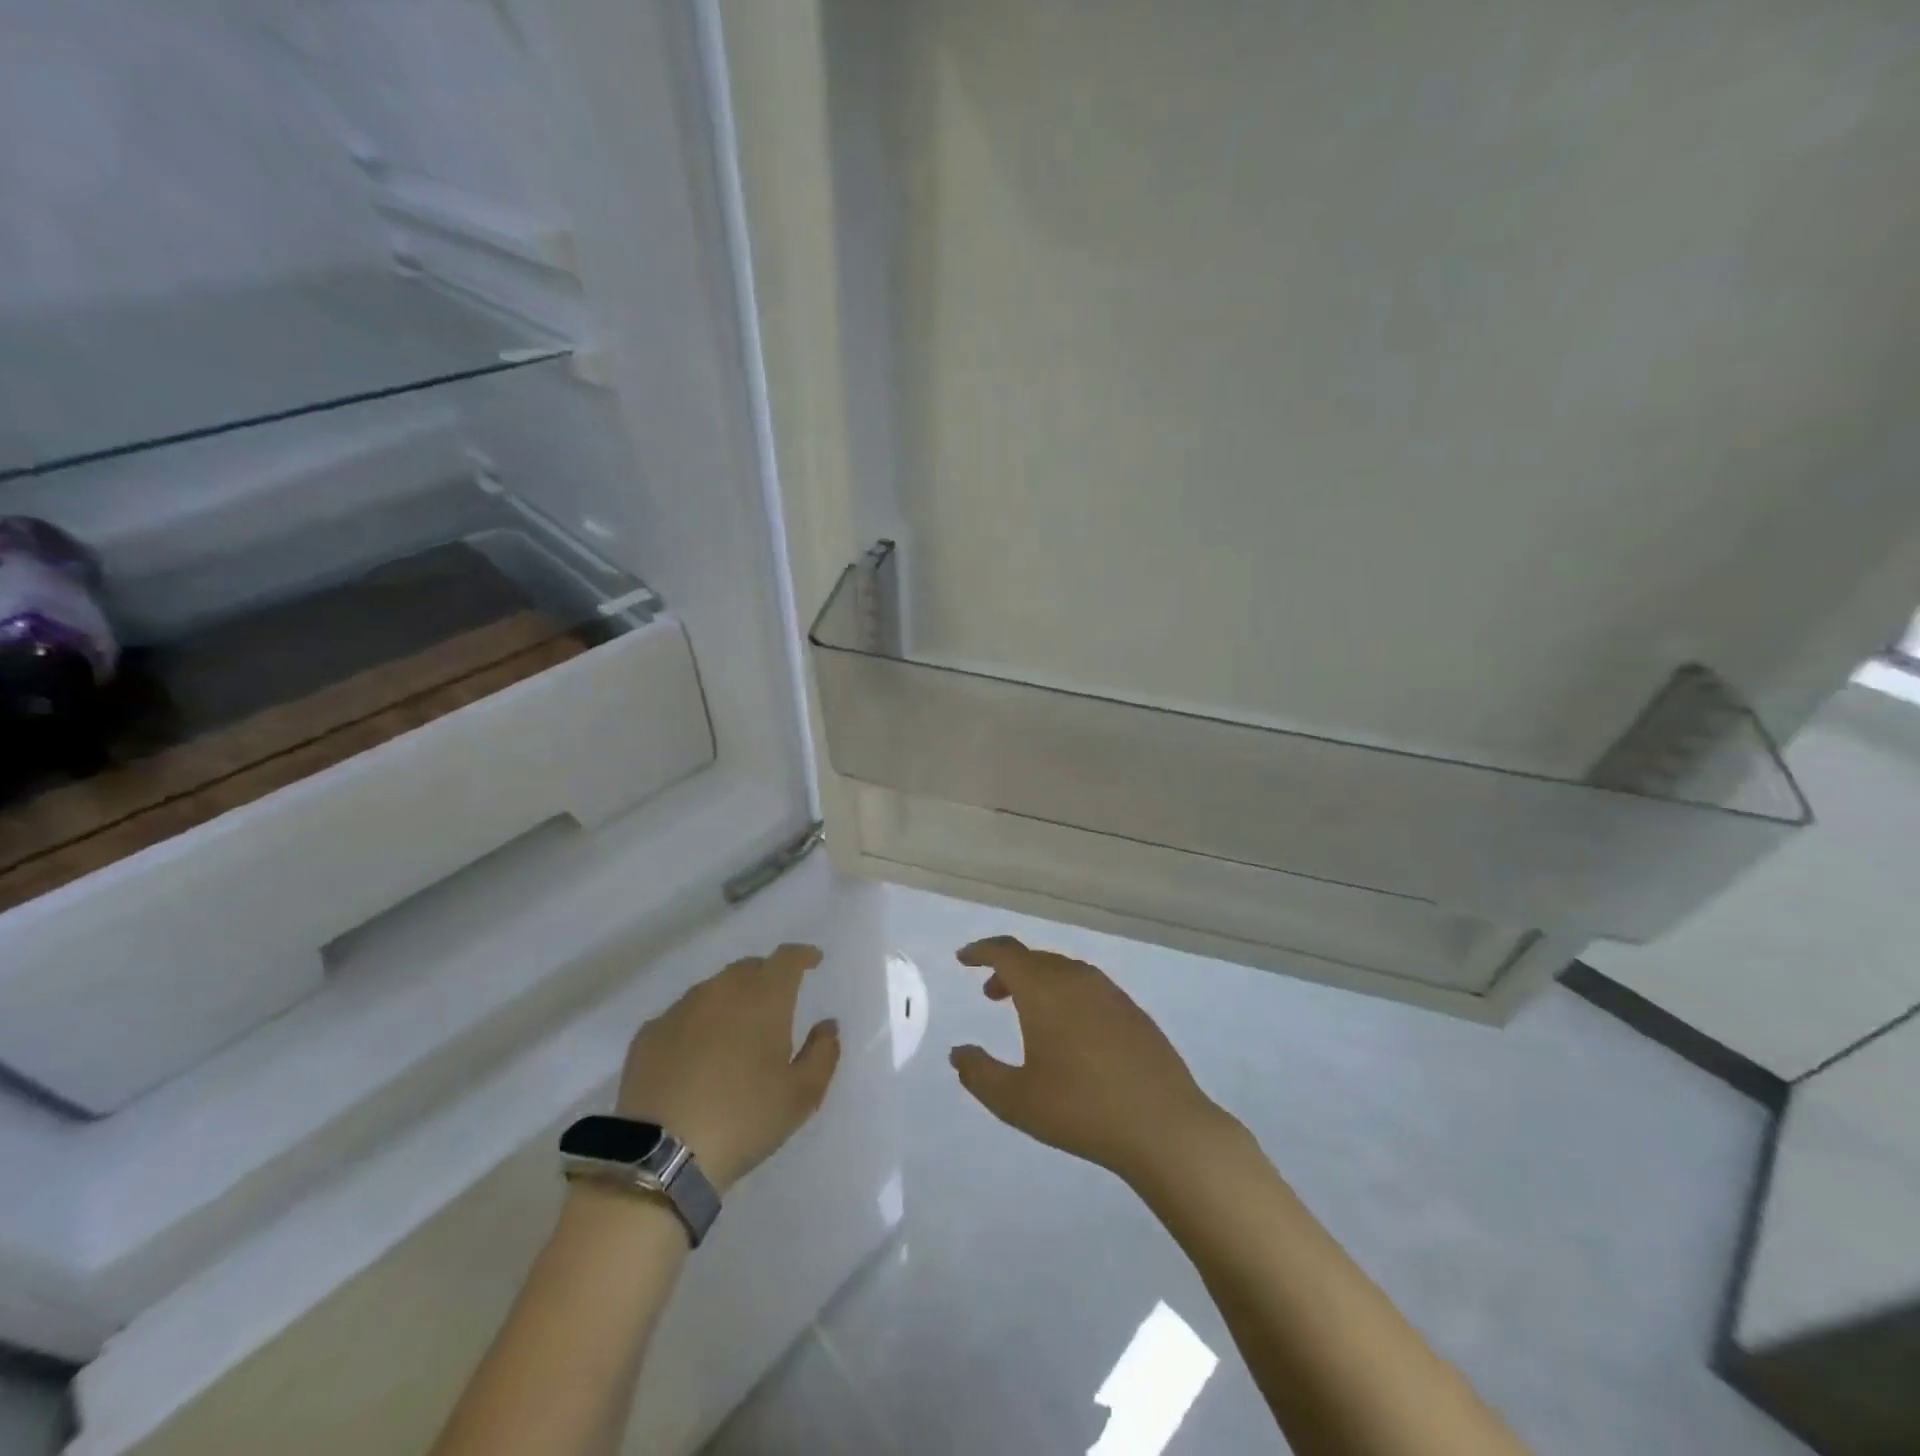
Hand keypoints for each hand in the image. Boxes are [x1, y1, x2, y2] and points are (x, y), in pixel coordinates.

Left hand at [614, 943, 840, 1192]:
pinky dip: (697, 1024)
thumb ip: (823, 1052)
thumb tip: (827, 1025)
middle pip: (748, 968)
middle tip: (775, 1003)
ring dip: (730, 999)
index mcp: (764, 998)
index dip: (802, 955)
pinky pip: (682, 1016)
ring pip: (713, 989)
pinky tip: (696, 1054)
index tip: (813, 961)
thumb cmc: (744, 1119)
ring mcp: (681, 1009)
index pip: (787, 958)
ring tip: (735, 1031)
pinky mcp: (649, 1034)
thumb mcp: (802, 1095)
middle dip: (766, 976)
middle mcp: (722, 991)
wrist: (660, 1155)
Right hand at [949, 935, 1241, 1187]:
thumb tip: (958, 1053)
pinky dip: (1066, 995)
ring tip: (1027, 1014)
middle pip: (1035, 959)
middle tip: (990, 994)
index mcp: (1044, 990)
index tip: (963, 959)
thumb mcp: (1016, 1100)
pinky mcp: (1133, 1011)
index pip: (1006, 953)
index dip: (981, 951)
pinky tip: (1070, 1032)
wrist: (1163, 1125)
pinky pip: (1088, 988)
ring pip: (1063, 972)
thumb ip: (979, 1074)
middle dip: (1008, 970)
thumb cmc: (1081, 1109)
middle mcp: (1076, 979)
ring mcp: (1109, 992)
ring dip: (1038, 983)